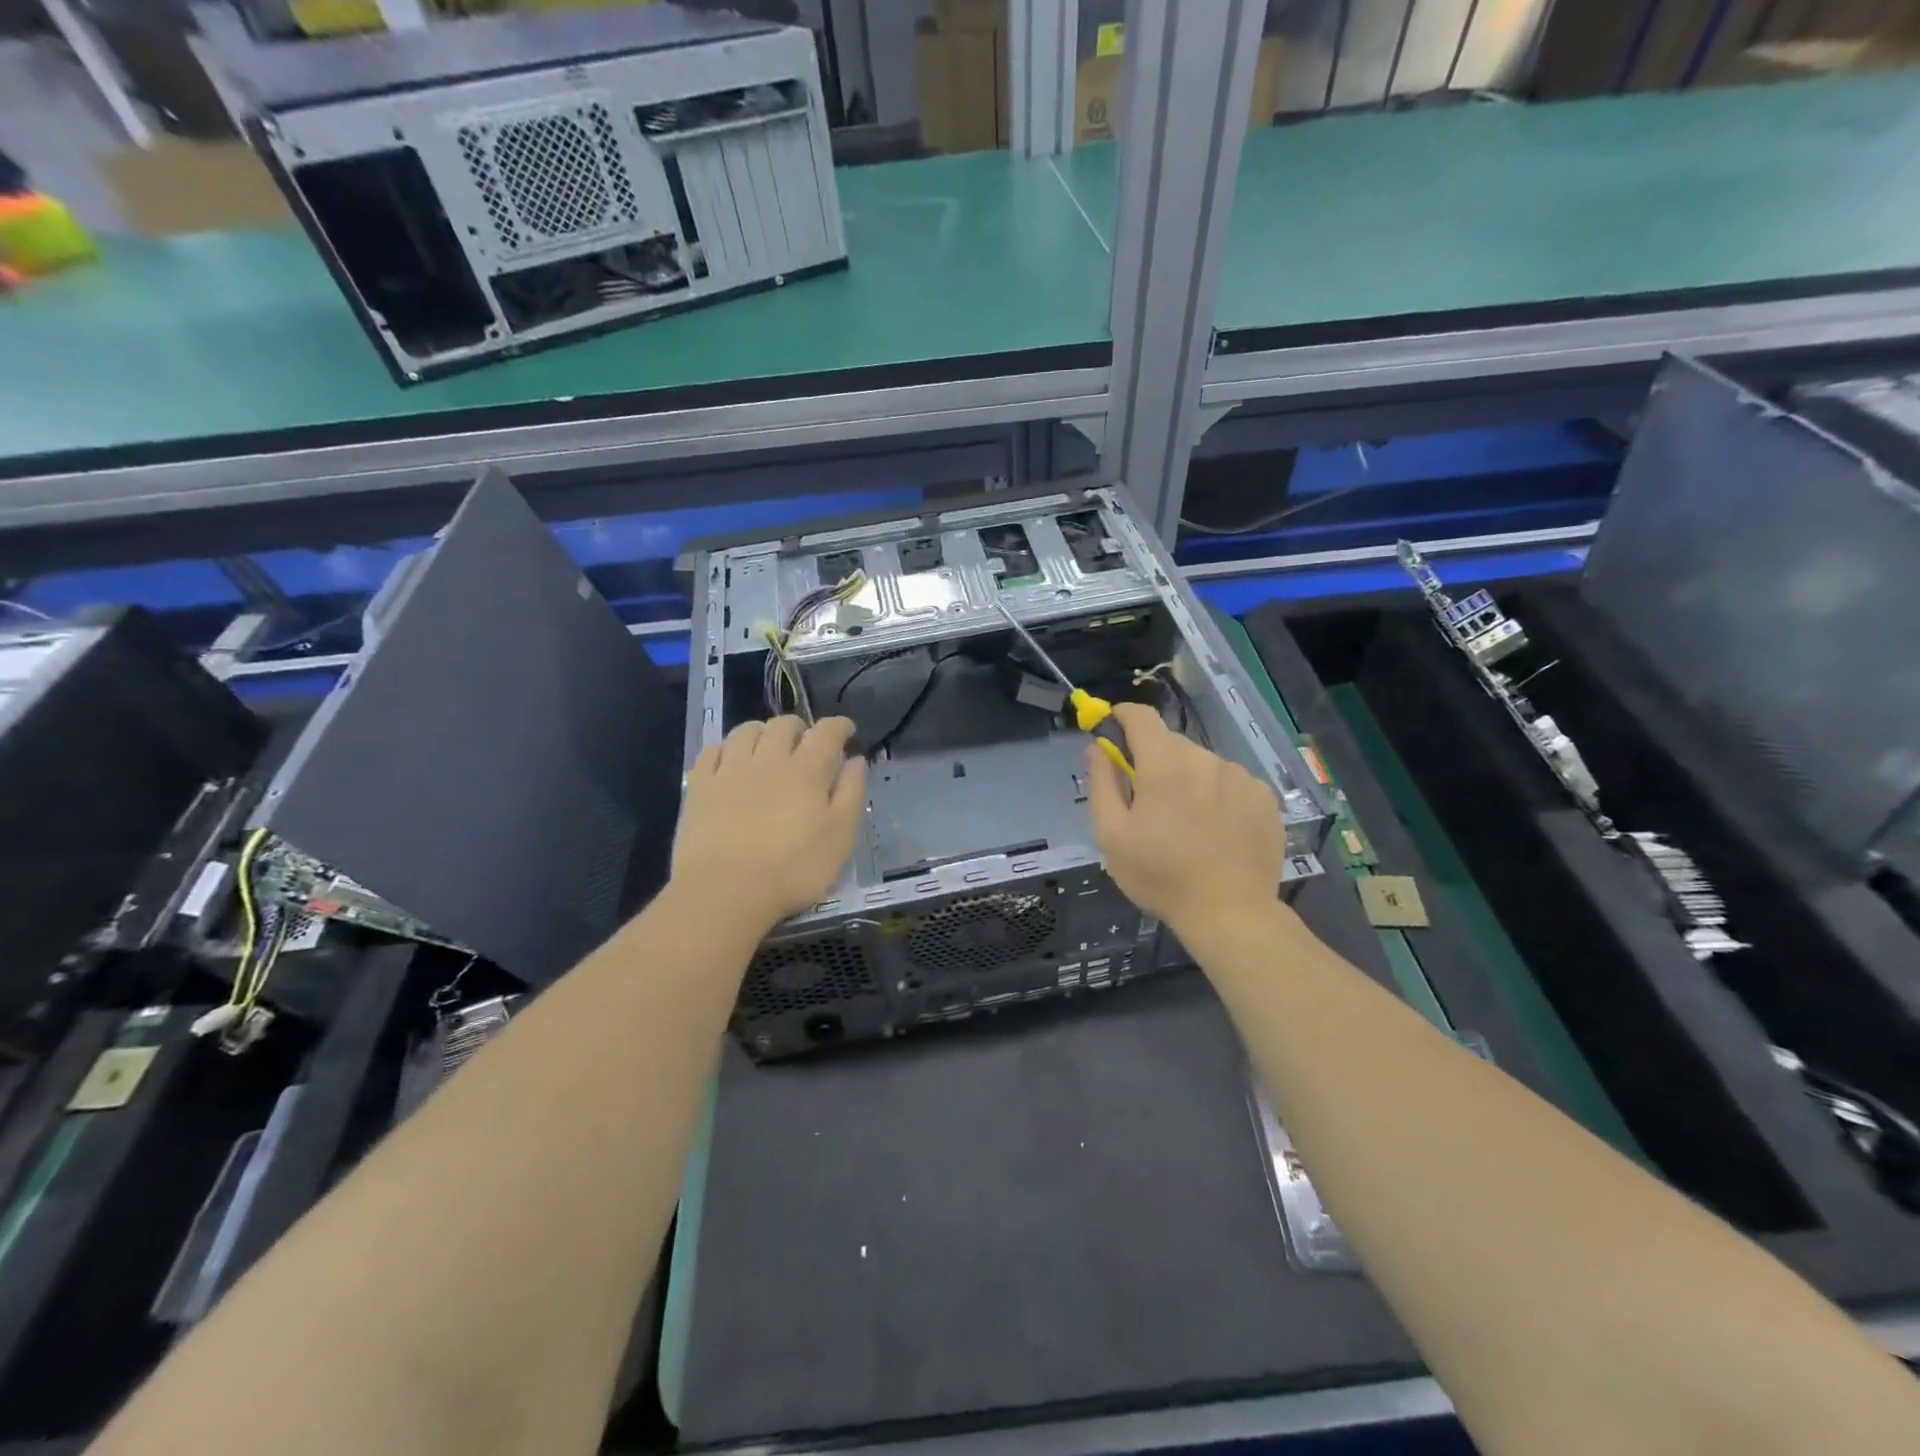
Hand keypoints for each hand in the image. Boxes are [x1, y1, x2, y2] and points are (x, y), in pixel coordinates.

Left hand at [671, 716, 866, 928]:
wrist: (725, 890)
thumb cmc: (794, 869)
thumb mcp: (840, 837)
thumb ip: (851, 794)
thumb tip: (855, 760)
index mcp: (806, 771)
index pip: (826, 733)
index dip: (839, 726)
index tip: (847, 730)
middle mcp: (769, 760)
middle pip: (783, 726)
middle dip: (799, 727)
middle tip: (806, 742)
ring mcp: (730, 771)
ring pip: (746, 731)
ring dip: (762, 731)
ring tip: (768, 746)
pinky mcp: (700, 787)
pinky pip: (712, 751)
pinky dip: (726, 748)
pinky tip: (730, 760)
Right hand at [1084, 702, 1284, 933]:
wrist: (1231, 913)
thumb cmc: (1160, 876)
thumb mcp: (1111, 835)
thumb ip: (1101, 783)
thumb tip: (1097, 747)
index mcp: (1164, 764)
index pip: (1140, 716)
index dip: (1121, 717)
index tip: (1112, 732)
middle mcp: (1205, 759)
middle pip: (1170, 743)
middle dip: (1153, 762)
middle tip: (1147, 802)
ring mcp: (1241, 776)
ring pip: (1202, 764)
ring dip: (1188, 780)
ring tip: (1186, 824)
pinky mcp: (1265, 797)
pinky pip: (1231, 783)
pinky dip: (1217, 795)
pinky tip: (1217, 830)